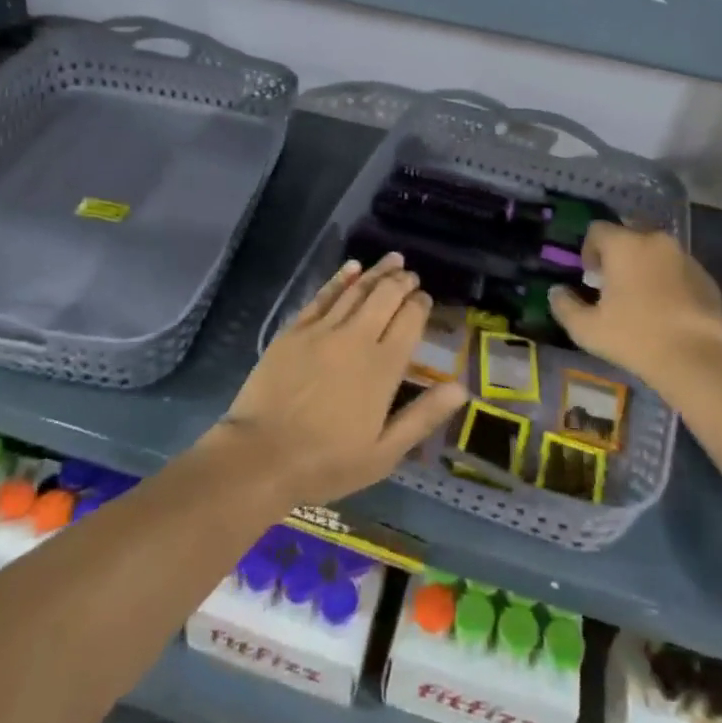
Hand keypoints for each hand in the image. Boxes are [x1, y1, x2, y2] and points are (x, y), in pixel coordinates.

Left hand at [213, 255, 468, 508]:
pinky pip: (324, 295)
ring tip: (393, 260)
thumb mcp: (383, 453)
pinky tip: (352, 267)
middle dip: (402, 282)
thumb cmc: (326, 462)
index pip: (410, 321)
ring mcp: (323, 330)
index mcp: (383, 367)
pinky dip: (341, 278)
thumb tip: (461, 388)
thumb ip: (423, 417)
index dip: (421, 305)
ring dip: (378, 272)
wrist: (260, 457)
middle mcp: (357, 338)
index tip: (425, 299)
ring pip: (357, 289)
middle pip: (386, 297)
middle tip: (411, 275)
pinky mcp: (295, 329)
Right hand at [551, 223, 721, 395]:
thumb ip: (564, 305)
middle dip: (619, 253)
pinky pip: (679, 269)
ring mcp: (685, 257)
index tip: (591, 277)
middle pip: (629, 234)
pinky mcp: (706, 277)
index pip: (598, 229)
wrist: (695, 359)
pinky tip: (668, 309)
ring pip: (657, 251)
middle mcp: (655, 240)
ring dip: (646, 265)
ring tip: (642, 297)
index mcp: (624, 244)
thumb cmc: (634, 337)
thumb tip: (556, 292)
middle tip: (615, 284)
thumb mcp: (587, 329)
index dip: (589, 250)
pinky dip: (670, 280)